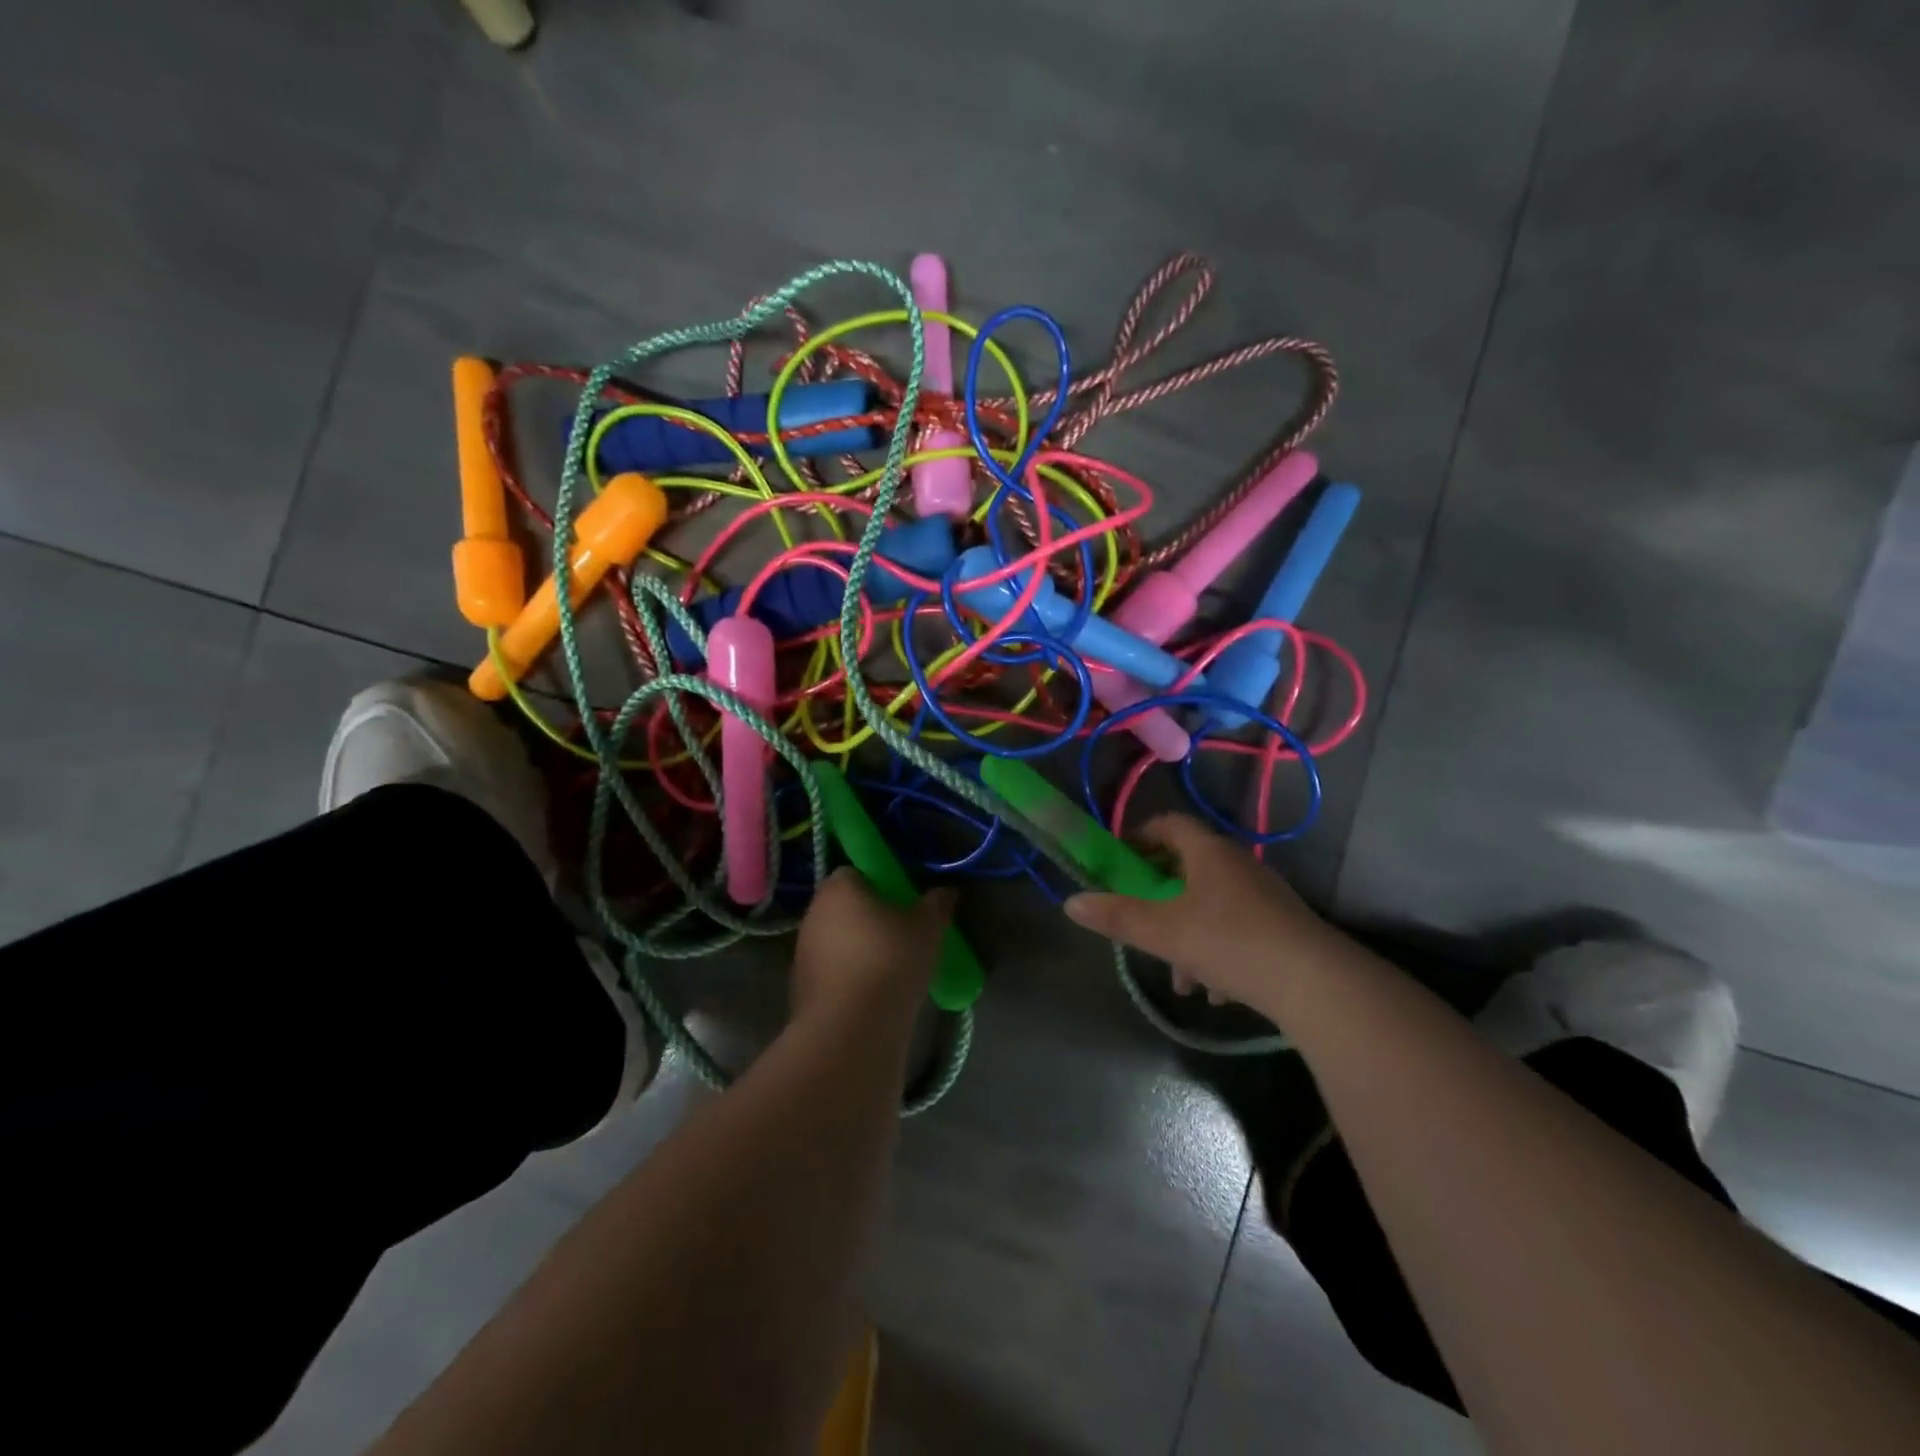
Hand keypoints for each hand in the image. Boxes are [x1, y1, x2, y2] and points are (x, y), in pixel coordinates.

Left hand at [792, 867, 955, 1023]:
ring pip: (837, 940)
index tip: (904, 901)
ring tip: (892, 968)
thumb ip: (936, 905)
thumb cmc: (889, 962)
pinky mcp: (801, 988)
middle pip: (845, 906)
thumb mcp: (927, 929)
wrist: (850, 1031)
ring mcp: (802, 952)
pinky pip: (832, 972)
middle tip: (902, 934)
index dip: (881, 883)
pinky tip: (875, 994)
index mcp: (838, 887)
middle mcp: (813, 913)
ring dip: (858, 949)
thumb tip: (945, 891)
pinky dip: (850, 977)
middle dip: (870, 917)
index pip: (856, 872)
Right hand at [1063, 814, 1343, 1016]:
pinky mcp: (1281, 928)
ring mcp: (1263, 896)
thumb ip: (1116, 916)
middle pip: (1187, 868)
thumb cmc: (1230, 942)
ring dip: (1187, 935)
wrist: (1316, 984)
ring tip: (1179, 977)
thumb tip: (1071, 902)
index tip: (1118, 860)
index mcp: (1209, 852)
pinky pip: (1237, 930)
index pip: (1169, 824)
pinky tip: (1214, 991)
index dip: (1139, 837)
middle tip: (1141, 921)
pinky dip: (1217, 952)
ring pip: (1210, 906)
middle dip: (1159, 899)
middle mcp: (1238, 865)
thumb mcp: (1164, 932)